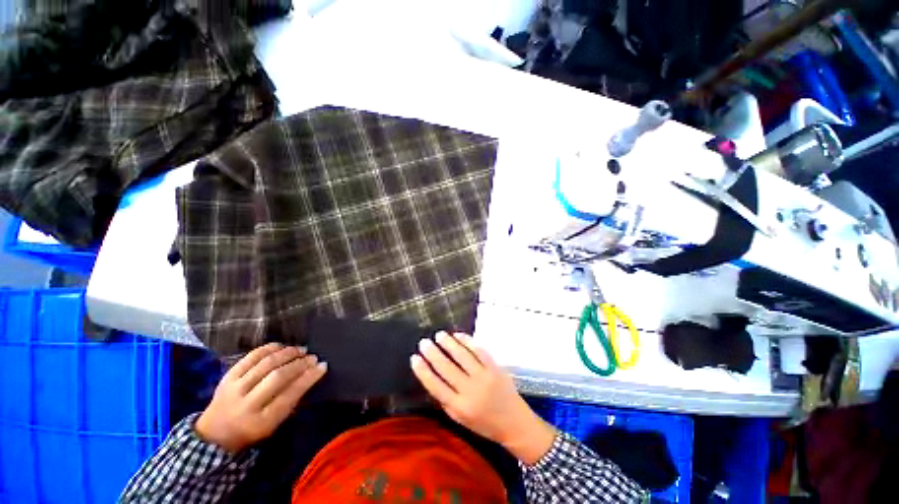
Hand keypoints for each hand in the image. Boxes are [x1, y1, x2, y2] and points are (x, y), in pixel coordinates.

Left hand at [195, 343, 326, 452]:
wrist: (213, 434)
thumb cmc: (251, 431)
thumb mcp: (273, 425)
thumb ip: (291, 402)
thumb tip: (310, 376)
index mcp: (261, 421)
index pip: (290, 394)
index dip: (309, 378)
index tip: (322, 366)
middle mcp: (246, 404)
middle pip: (277, 376)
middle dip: (299, 363)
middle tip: (312, 357)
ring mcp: (235, 388)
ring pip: (265, 364)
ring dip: (287, 353)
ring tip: (300, 349)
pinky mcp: (228, 377)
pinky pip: (250, 357)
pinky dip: (268, 348)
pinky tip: (281, 346)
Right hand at [411, 332, 555, 463]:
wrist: (514, 423)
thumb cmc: (484, 423)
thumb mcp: (460, 419)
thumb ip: (446, 399)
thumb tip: (432, 377)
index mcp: (459, 407)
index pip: (435, 386)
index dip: (423, 371)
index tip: (414, 358)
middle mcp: (470, 391)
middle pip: (446, 368)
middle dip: (433, 353)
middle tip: (424, 342)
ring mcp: (484, 377)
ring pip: (462, 355)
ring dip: (448, 343)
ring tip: (439, 335)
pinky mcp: (495, 368)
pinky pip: (479, 350)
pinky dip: (467, 341)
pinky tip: (458, 335)